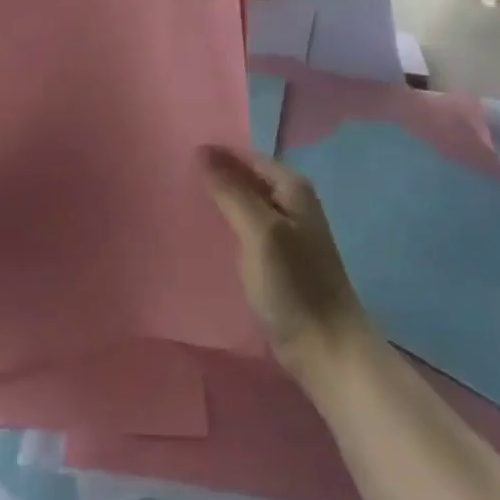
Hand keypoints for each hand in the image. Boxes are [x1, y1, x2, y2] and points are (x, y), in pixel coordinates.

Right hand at [200, 145, 374, 382]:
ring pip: (245, 204)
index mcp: (292, 187)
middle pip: (247, 178)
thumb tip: (202, 151)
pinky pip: (246, 230)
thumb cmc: (294, 284)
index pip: (247, 157)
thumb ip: (231, 191)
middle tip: (173, 177)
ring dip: (219, 202)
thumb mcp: (259, 231)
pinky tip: (204, 234)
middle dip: (215, 176)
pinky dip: (226, 227)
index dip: (216, 155)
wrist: (325, 348)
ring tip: (181, 201)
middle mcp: (292, 203)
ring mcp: (286, 232)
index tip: (178, 155)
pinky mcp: (278, 260)